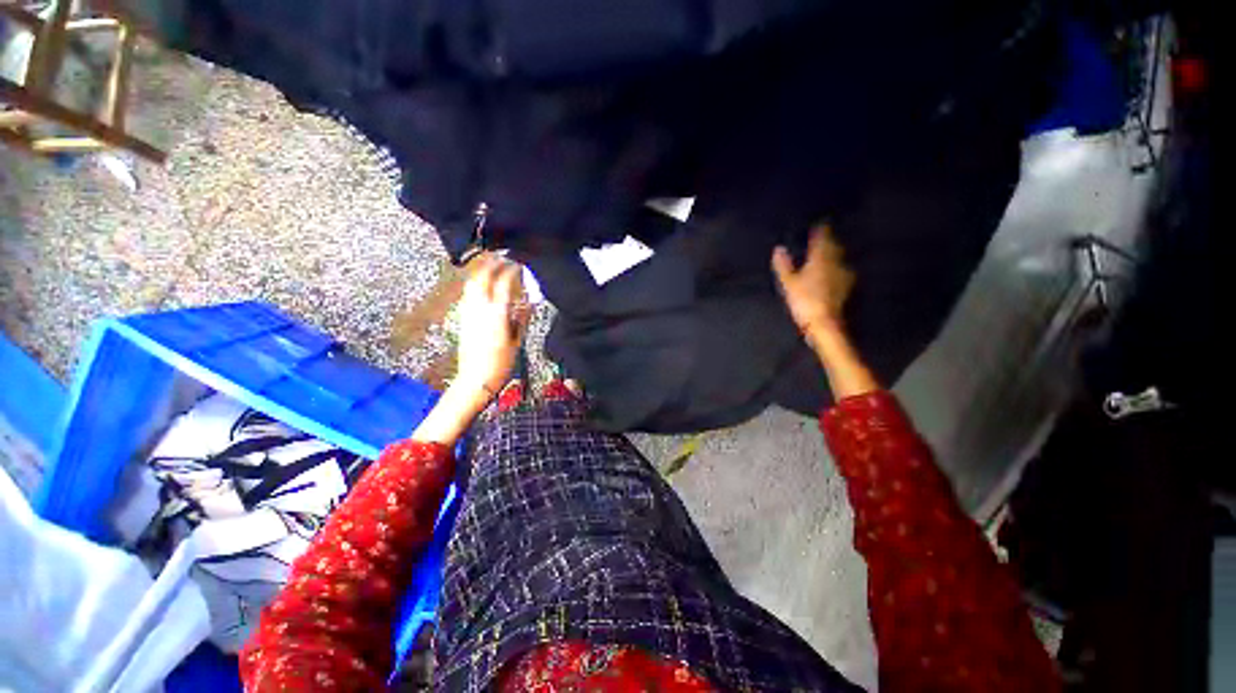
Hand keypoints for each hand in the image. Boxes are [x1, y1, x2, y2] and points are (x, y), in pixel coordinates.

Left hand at [455, 255, 529, 395]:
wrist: (475, 379)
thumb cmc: (501, 363)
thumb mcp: (517, 341)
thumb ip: (521, 318)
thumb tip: (527, 302)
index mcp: (496, 314)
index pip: (504, 283)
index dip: (512, 271)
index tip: (520, 264)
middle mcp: (479, 308)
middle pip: (482, 277)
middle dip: (493, 264)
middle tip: (504, 258)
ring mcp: (468, 312)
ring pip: (472, 283)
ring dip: (482, 271)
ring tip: (493, 266)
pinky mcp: (462, 318)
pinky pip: (468, 294)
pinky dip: (476, 283)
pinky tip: (483, 285)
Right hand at [771, 224, 854, 337]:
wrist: (824, 322)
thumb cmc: (804, 300)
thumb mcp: (788, 283)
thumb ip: (783, 265)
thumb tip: (779, 249)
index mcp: (821, 259)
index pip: (823, 239)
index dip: (821, 231)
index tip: (819, 224)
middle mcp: (835, 262)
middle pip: (834, 247)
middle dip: (829, 241)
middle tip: (823, 236)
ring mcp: (843, 275)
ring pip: (839, 258)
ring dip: (833, 254)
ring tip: (826, 252)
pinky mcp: (846, 287)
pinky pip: (841, 270)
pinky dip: (836, 267)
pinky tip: (832, 271)